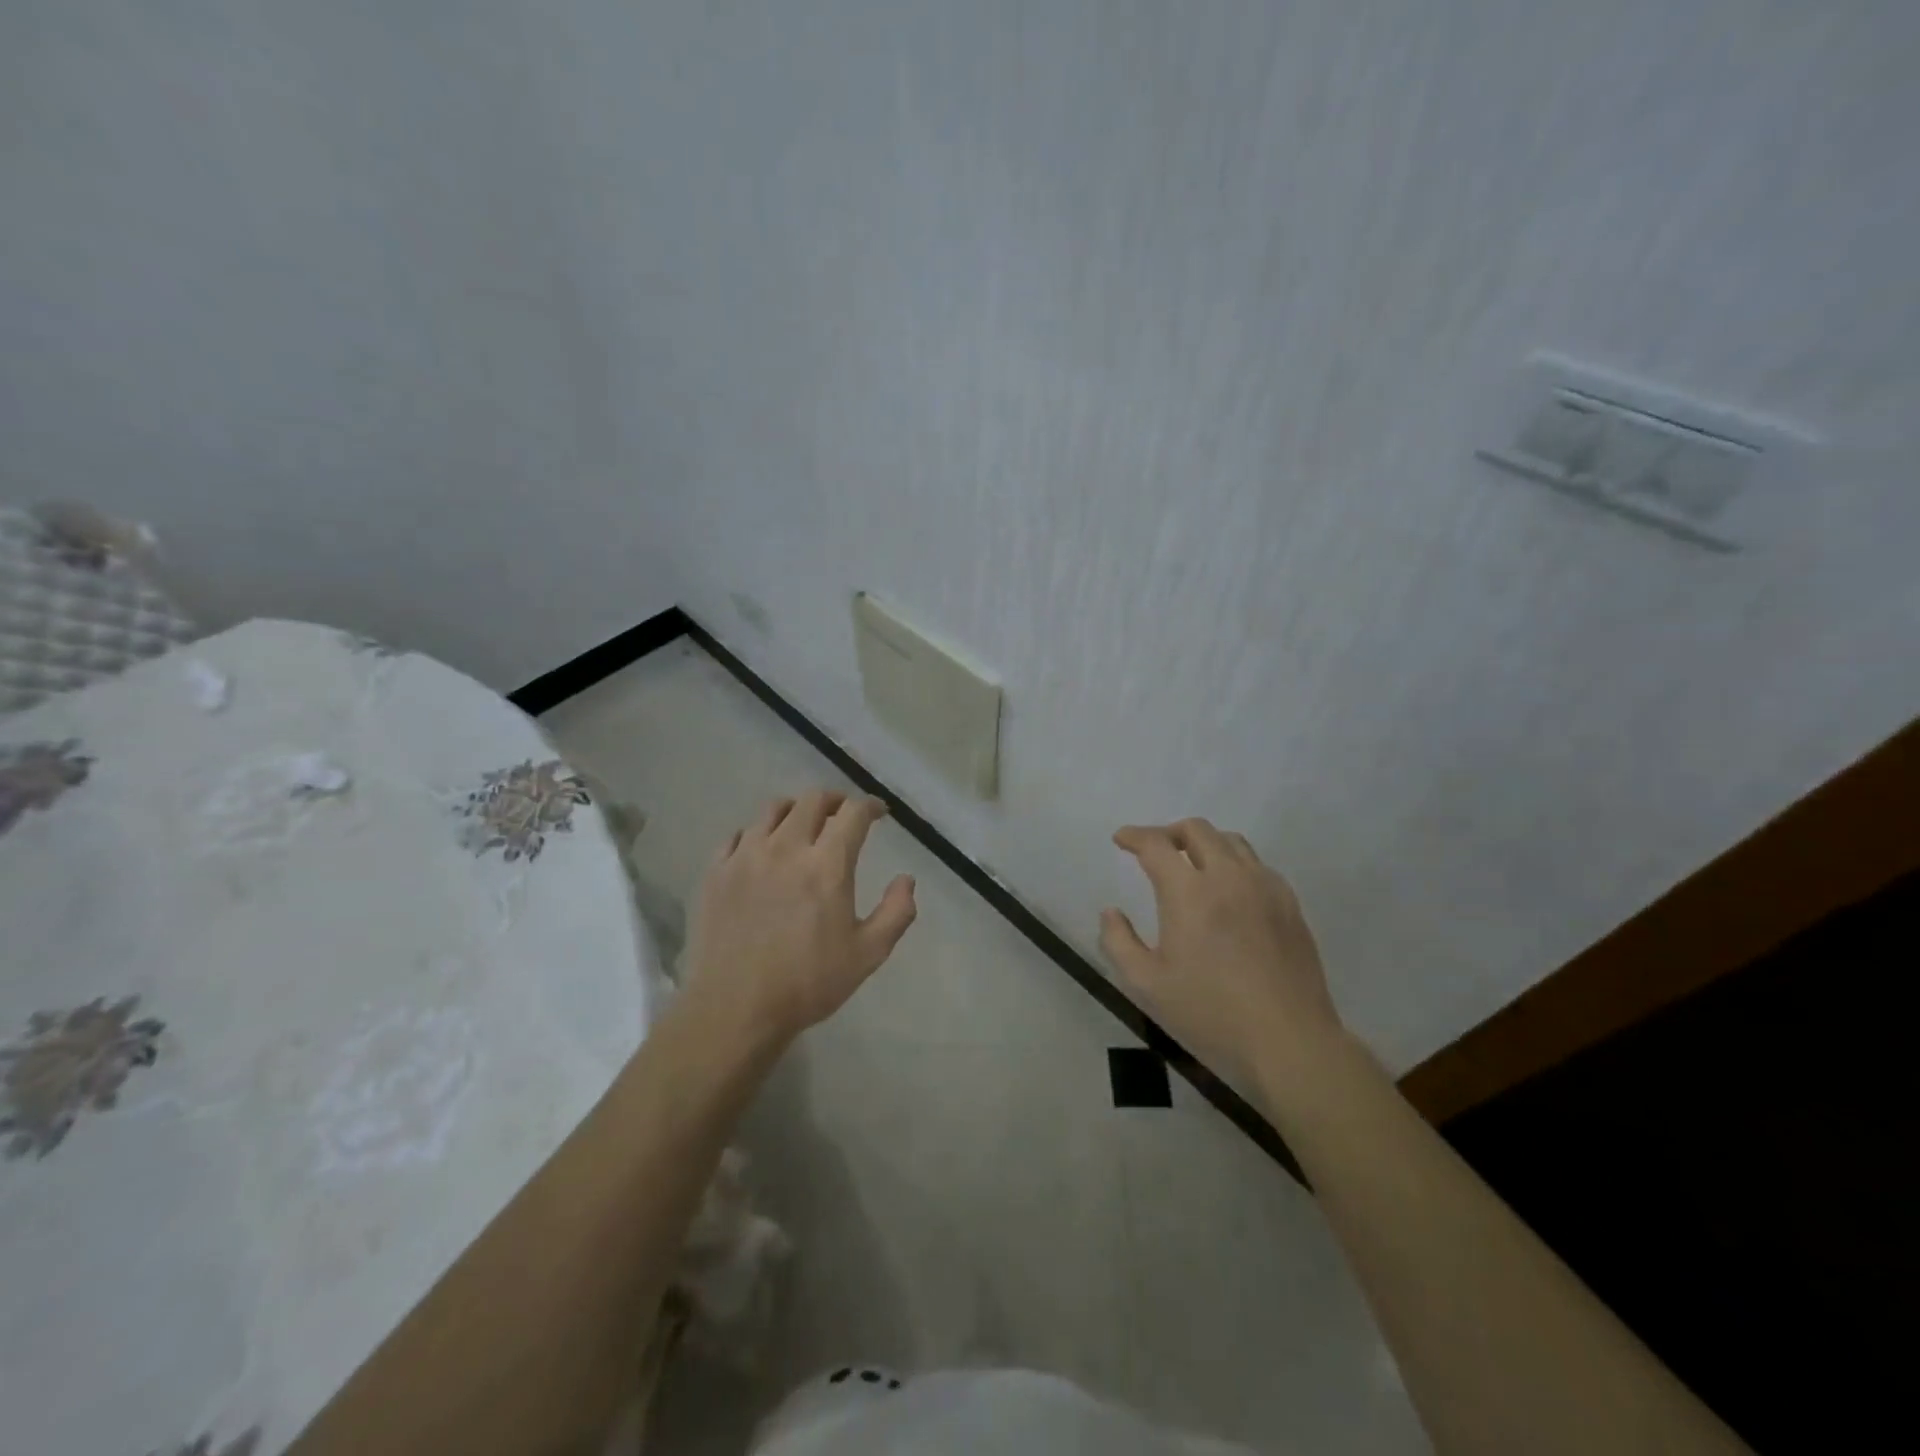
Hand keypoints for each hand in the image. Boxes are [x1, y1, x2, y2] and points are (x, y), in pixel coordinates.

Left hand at [683, 789, 917, 1047]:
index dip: (870, 806)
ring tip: (802, 825)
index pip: (853, 813)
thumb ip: (896, 912)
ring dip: (795, 810)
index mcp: (826, 865)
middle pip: (812, 800)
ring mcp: (745, 857)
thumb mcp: (868, 954)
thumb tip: (906, 879)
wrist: (734, 1011)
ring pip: (772, 810)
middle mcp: (785, 848)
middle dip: (835, 801)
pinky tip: (761, 850)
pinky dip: (757, 833)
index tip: (879, 813)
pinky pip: (737, 835)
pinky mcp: (716, 872)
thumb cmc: (808, 983)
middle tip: (843, 815)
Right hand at [1100, 818, 1342, 1083]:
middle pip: (1197, 830)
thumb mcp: (1147, 985)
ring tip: (1192, 863)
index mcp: (1189, 892)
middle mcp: (1228, 877)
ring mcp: (1265, 888)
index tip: (1121, 839)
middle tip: (1154, 850)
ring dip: (1204, 842)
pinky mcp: (1290, 905)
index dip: (1134, 836)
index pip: (1156, 845)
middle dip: (1168, 832)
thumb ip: (1119, 942)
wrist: (1290, 1041)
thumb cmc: (1211, 1013)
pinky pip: (1257, 865)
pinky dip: (1234, 863)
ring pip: (1231, 842)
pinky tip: (1230, 890)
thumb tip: (1111, 912)